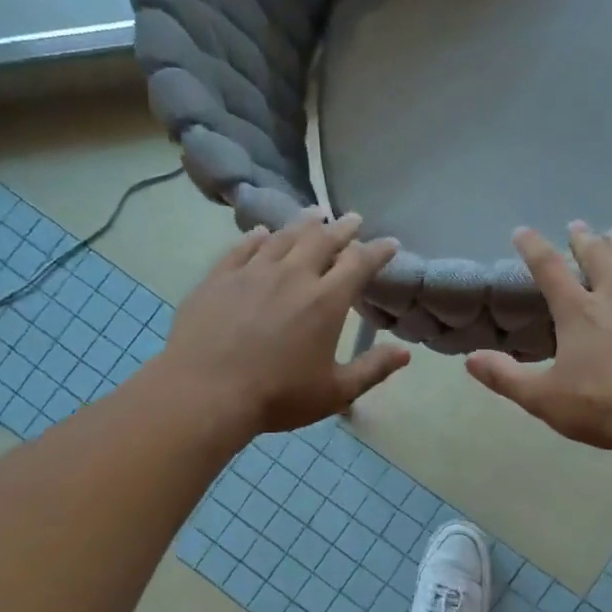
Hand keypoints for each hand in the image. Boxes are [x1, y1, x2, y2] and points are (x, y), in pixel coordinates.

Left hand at [159, 211, 410, 437]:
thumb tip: (405, 353)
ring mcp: (252, 272)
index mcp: (325, 301)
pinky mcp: (219, 278)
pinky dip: (257, 237)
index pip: (359, 263)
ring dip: (303, 224)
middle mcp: (292, 275)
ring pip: (283, 237)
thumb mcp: (334, 392)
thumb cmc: (277, 396)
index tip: (389, 243)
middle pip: (322, 240)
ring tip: (314, 215)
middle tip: (352, 219)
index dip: (378, 251)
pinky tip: (261, 233)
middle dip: (342, 228)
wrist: (205, 393)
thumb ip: (372, 370)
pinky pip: (242, 247)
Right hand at [466, 223, 611, 460]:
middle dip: (583, 240)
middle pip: (597, 257)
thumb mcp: (546, 399)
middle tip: (577, 226)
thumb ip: (506, 377)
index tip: (522, 231)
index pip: (548, 269)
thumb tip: (470, 359)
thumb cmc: (608, 407)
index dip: (533, 248)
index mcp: (578, 312)